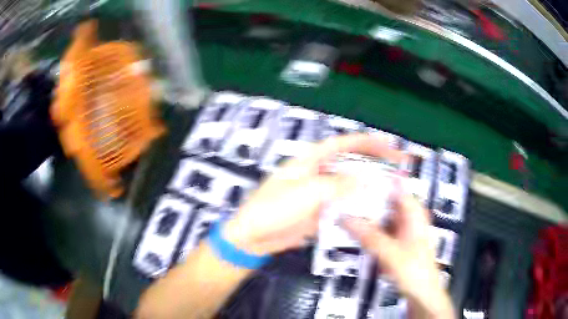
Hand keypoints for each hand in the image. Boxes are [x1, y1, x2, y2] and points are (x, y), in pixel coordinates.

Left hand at [223, 133, 405, 255]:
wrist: (254, 237)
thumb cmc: (273, 209)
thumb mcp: (306, 193)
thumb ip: (337, 185)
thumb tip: (364, 179)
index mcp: (310, 161)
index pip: (342, 144)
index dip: (365, 141)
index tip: (387, 143)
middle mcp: (317, 174)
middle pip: (349, 163)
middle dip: (373, 163)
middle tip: (396, 166)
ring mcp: (319, 194)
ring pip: (349, 185)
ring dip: (368, 185)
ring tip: (390, 187)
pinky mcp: (319, 212)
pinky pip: (343, 205)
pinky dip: (357, 206)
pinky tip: (372, 209)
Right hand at [342, 191, 454, 317]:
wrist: (422, 295)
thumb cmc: (415, 272)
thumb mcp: (391, 253)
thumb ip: (369, 236)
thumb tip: (346, 219)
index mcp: (415, 214)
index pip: (395, 187)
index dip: (375, 181)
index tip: (353, 179)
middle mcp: (409, 219)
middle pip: (385, 203)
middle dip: (365, 201)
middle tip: (341, 200)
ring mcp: (403, 232)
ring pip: (381, 218)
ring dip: (365, 218)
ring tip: (343, 215)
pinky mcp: (397, 244)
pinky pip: (380, 232)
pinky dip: (368, 232)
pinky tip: (355, 234)